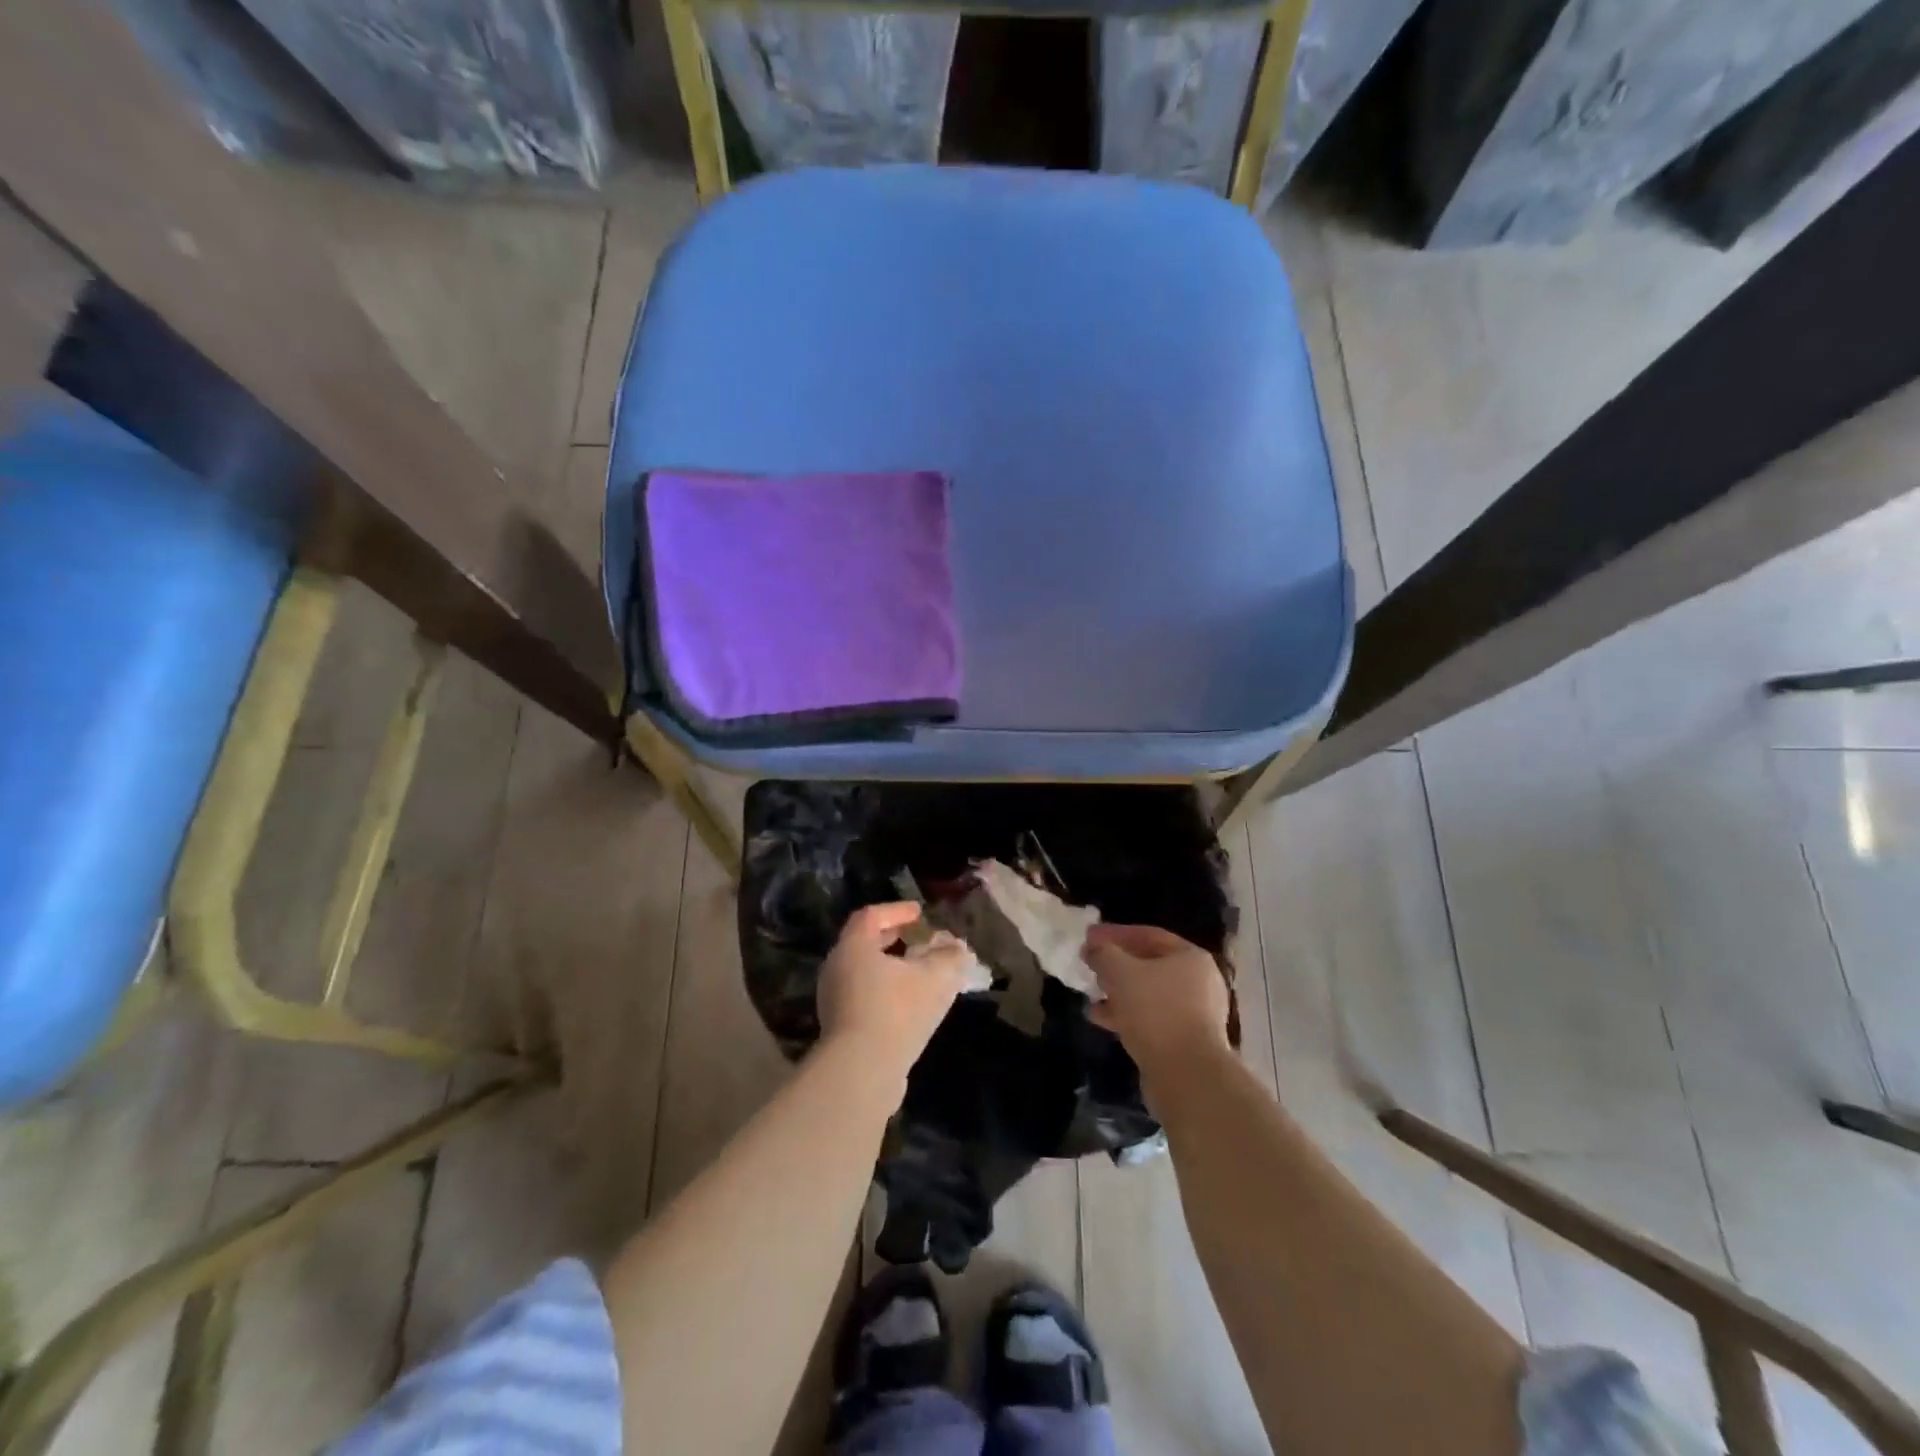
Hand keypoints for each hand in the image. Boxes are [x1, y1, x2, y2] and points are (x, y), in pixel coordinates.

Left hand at [817, 903, 972, 1085]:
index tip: (919, 913)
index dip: (897, 910)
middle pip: (863, 943)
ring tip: (916, 974)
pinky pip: (863, 998)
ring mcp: (834, 1001)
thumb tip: (958, 947)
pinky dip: (884, 992)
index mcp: (854, 946)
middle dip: (892, 938)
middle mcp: (837, 968)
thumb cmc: (897, 1011)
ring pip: (863, 973)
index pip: (871, 916)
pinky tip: (907, 1005)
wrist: (861, 1072)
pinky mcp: (838, 1029)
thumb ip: (950, 957)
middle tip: (915, 939)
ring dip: (889, 968)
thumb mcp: (936, 978)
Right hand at [1084, 923, 1230, 1085]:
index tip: (1088, 937)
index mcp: (1191, 957)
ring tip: (1091, 993)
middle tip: (1090, 965)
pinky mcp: (1185, 1041)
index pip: (1148, 935)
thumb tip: (1094, 947)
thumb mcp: (1120, 972)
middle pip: (1150, 964)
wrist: (1187, 1075)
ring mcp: (1195, 1014)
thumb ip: (1104, 953)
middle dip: (1116, 964)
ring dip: (1118, 992)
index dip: (1115, 934)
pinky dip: (1126, 1015)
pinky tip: (1100, 1018)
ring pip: (1148, 994)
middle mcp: (1199, 982)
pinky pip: (1151, 1018)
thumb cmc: (1155, 1011)